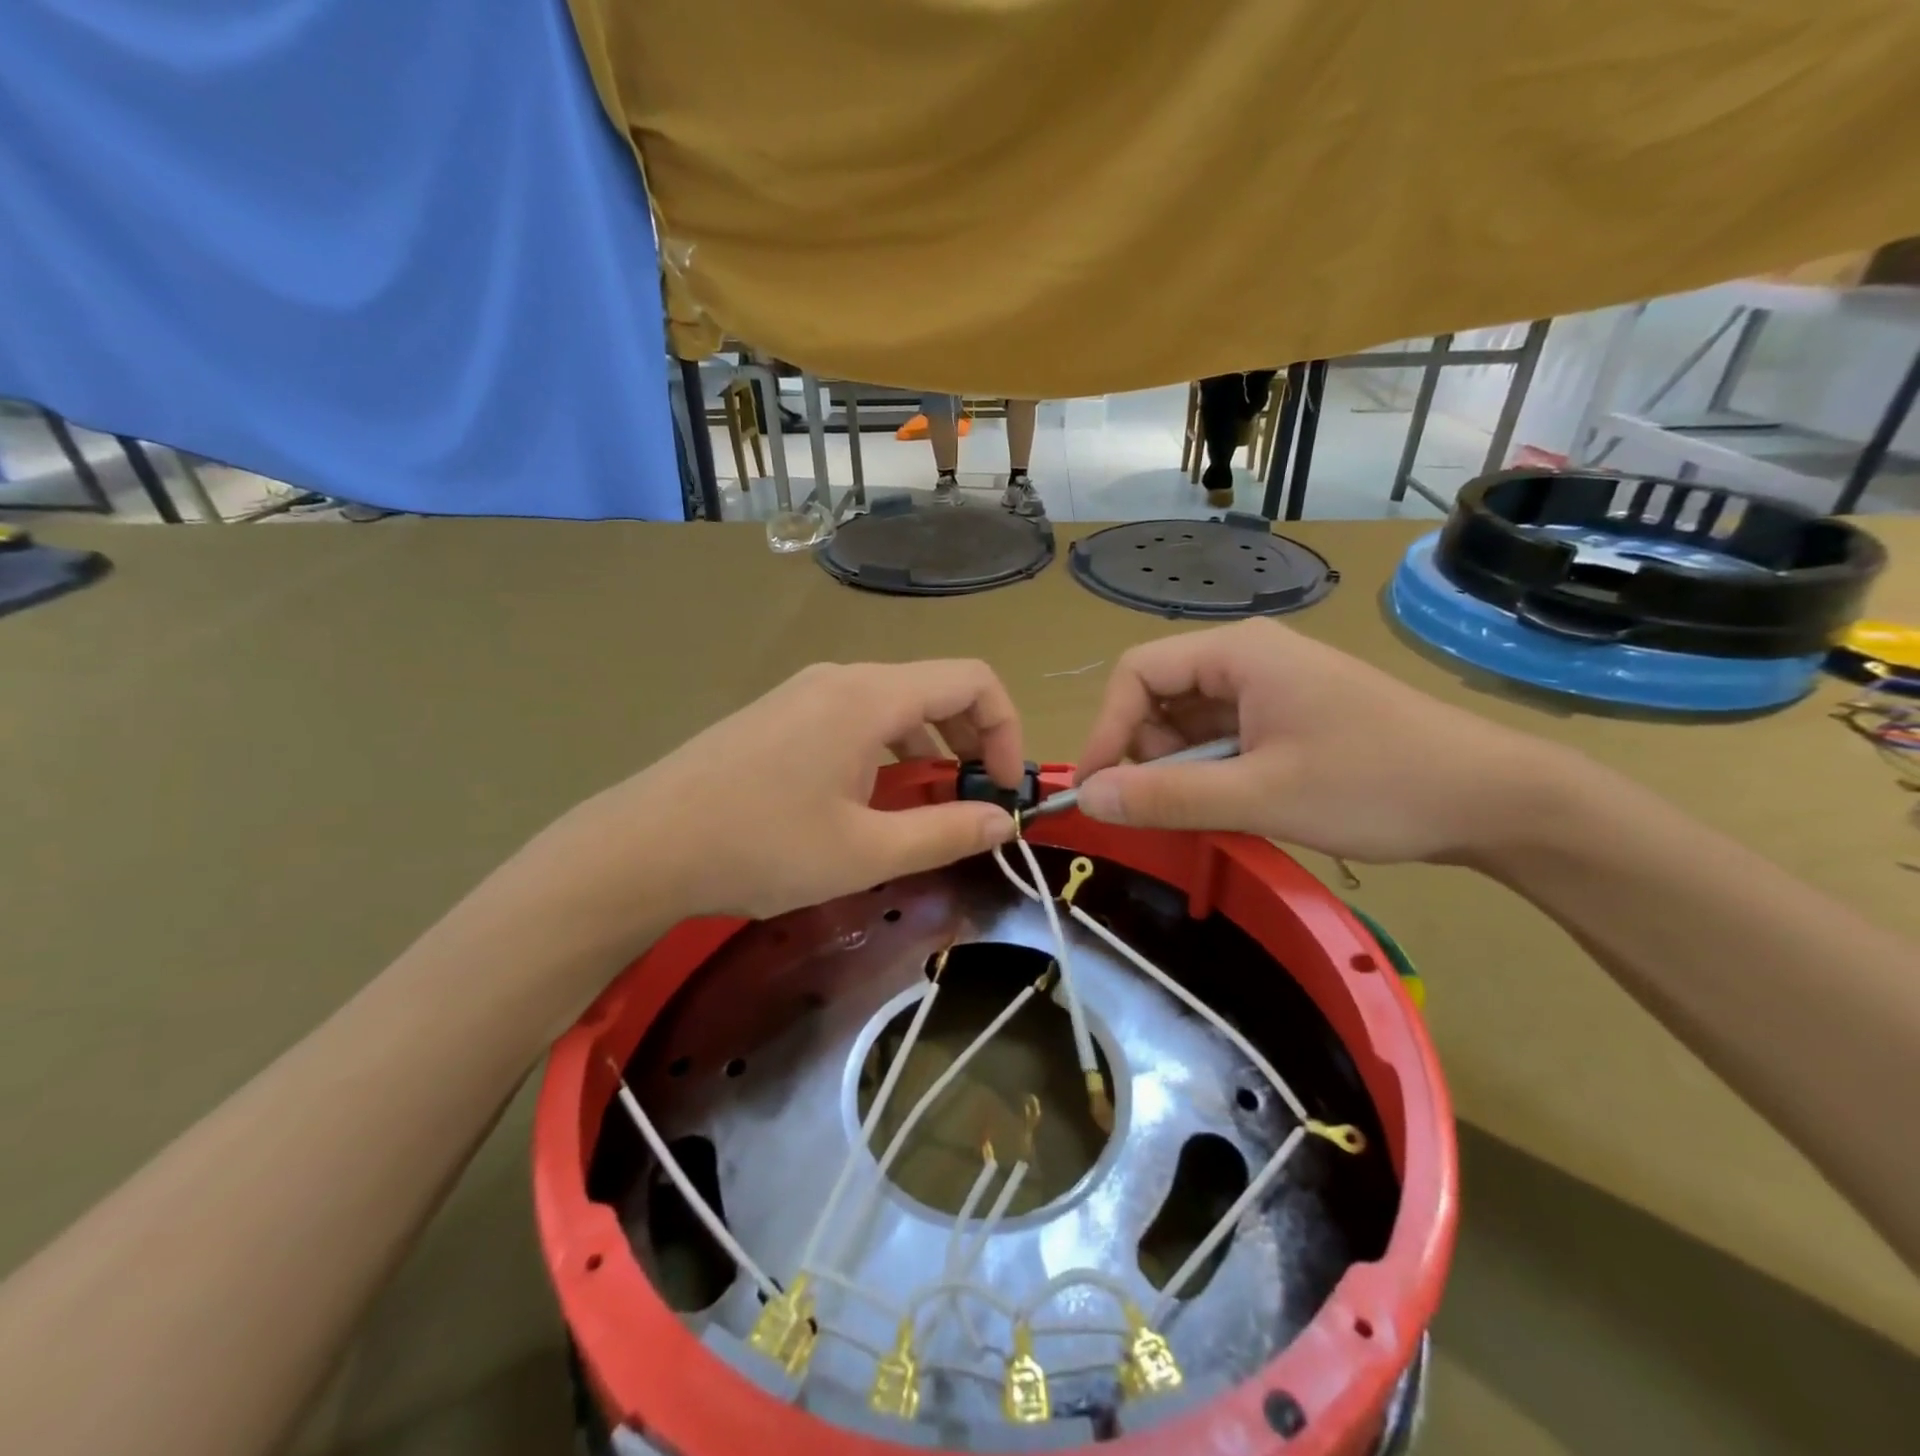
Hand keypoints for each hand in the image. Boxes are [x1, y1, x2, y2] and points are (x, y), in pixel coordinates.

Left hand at [537, 661, 1024, 924]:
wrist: (643, 846)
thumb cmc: (760, 847)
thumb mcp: (865, 852)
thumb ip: (945, 833)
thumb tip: (1003, 822)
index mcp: (869, 697)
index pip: (971, 681)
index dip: (1005, 730)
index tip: (1002, 789)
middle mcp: (841, 678)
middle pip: (934, 688)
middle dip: (970, 740)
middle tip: (974, 800)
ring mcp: (805, 692)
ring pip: (894, 704)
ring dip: (928, 748)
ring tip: (926, 806)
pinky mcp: (780, 714)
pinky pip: (855, 717)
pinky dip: (887, 749)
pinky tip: (869, 799)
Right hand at [1073, 620, 1564, 863]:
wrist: (1494, 800)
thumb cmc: (1376, 785)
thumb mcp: (1261, 796)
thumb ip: (1167, 797)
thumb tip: (1087, 798)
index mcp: (1239, 653)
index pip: (1136, 673)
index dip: (1106, 728)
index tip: (1096, 790)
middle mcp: (1248, 659)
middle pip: (1159, 697)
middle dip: (1149, 753)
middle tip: (1173, 806)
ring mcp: (1271, 688)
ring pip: (1189, 724)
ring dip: (1183, 769)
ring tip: (1219, 809)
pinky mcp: (1288, 718)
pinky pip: (1223, 740)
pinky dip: (1213, 773)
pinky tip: (1240, 803)